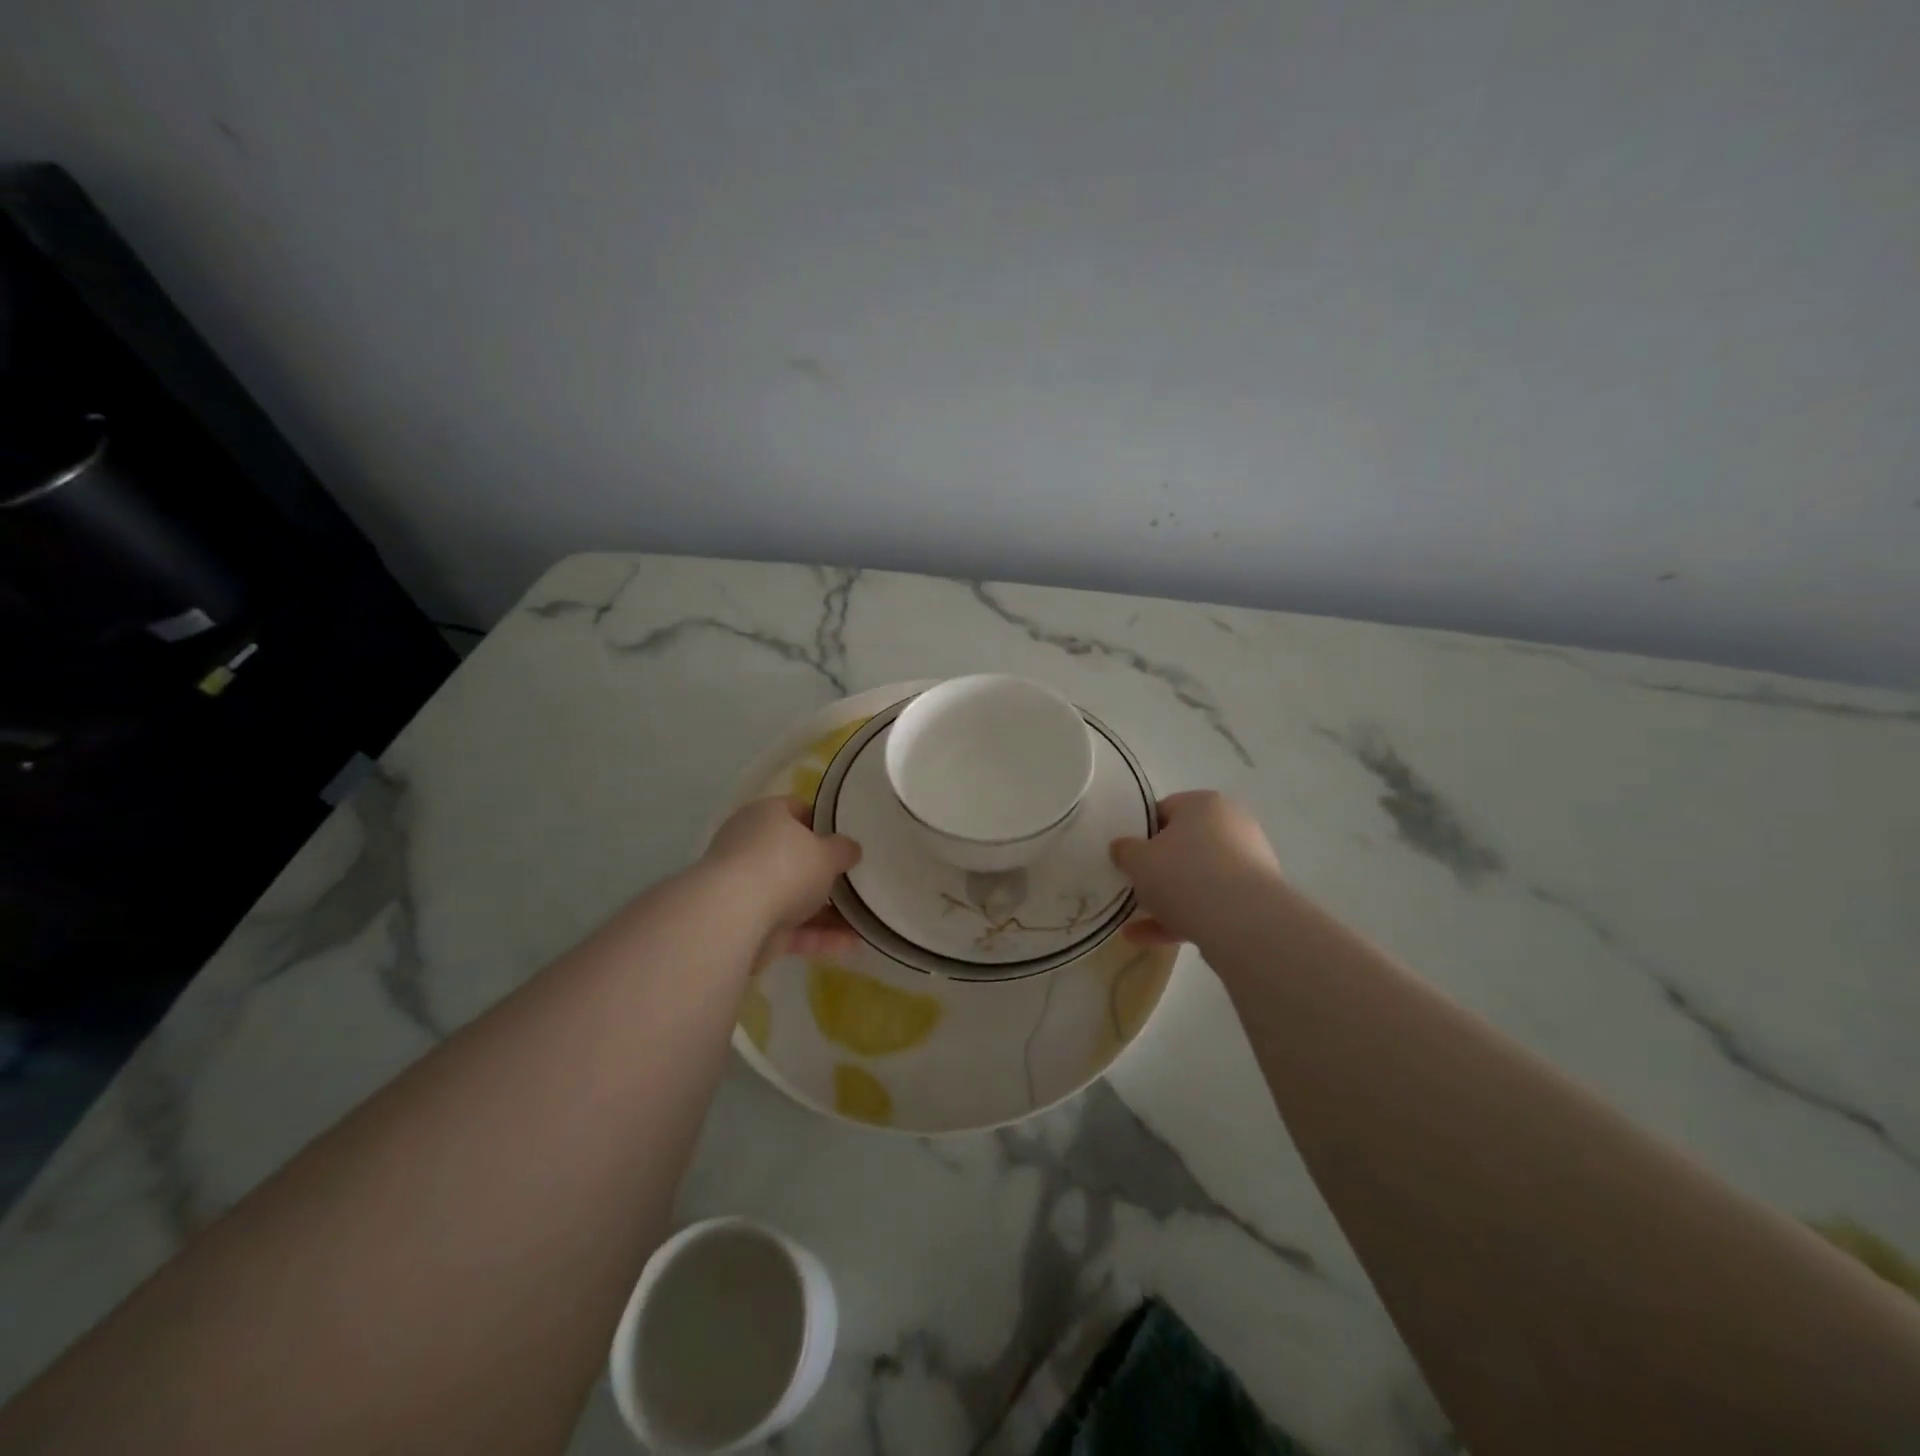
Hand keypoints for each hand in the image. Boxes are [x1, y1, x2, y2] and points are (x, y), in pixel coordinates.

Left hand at [703, 796, 861, 959]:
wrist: (733, 918)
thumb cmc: (784, 867)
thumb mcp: (828, 852)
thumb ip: (843, 850)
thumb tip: (851, 849)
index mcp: (765, 816)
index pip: (796, 810)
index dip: (824, 822)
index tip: (847, 838)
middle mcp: (750, 848)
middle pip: (795, 857)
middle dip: (825, 872)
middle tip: (857, 879)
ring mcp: (746, 889)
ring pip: (794, 897)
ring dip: (827, 910)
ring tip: (864, 918)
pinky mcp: (748, 926)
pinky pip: (790, 927)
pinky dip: (818, 935)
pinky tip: (851, 942)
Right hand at [1111, 790, 1282, 945]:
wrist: (1243, 923)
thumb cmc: (1184, 875)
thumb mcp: (1138, 860)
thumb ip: (1125, 851)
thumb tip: (1122, 848)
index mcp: (1204, 804)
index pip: (1165, 810)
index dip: (1140, 833)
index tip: (1126, 856)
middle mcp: (1232, 827)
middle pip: (1184, 846)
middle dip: (1157, 869)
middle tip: (1134, 886)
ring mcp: (1248, 865)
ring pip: (1197, 880)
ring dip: (1167, 900)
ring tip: (1134, 923)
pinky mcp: (1254, 900)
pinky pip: (1211, 905)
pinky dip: (1182, 919)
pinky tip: (1149, 939)